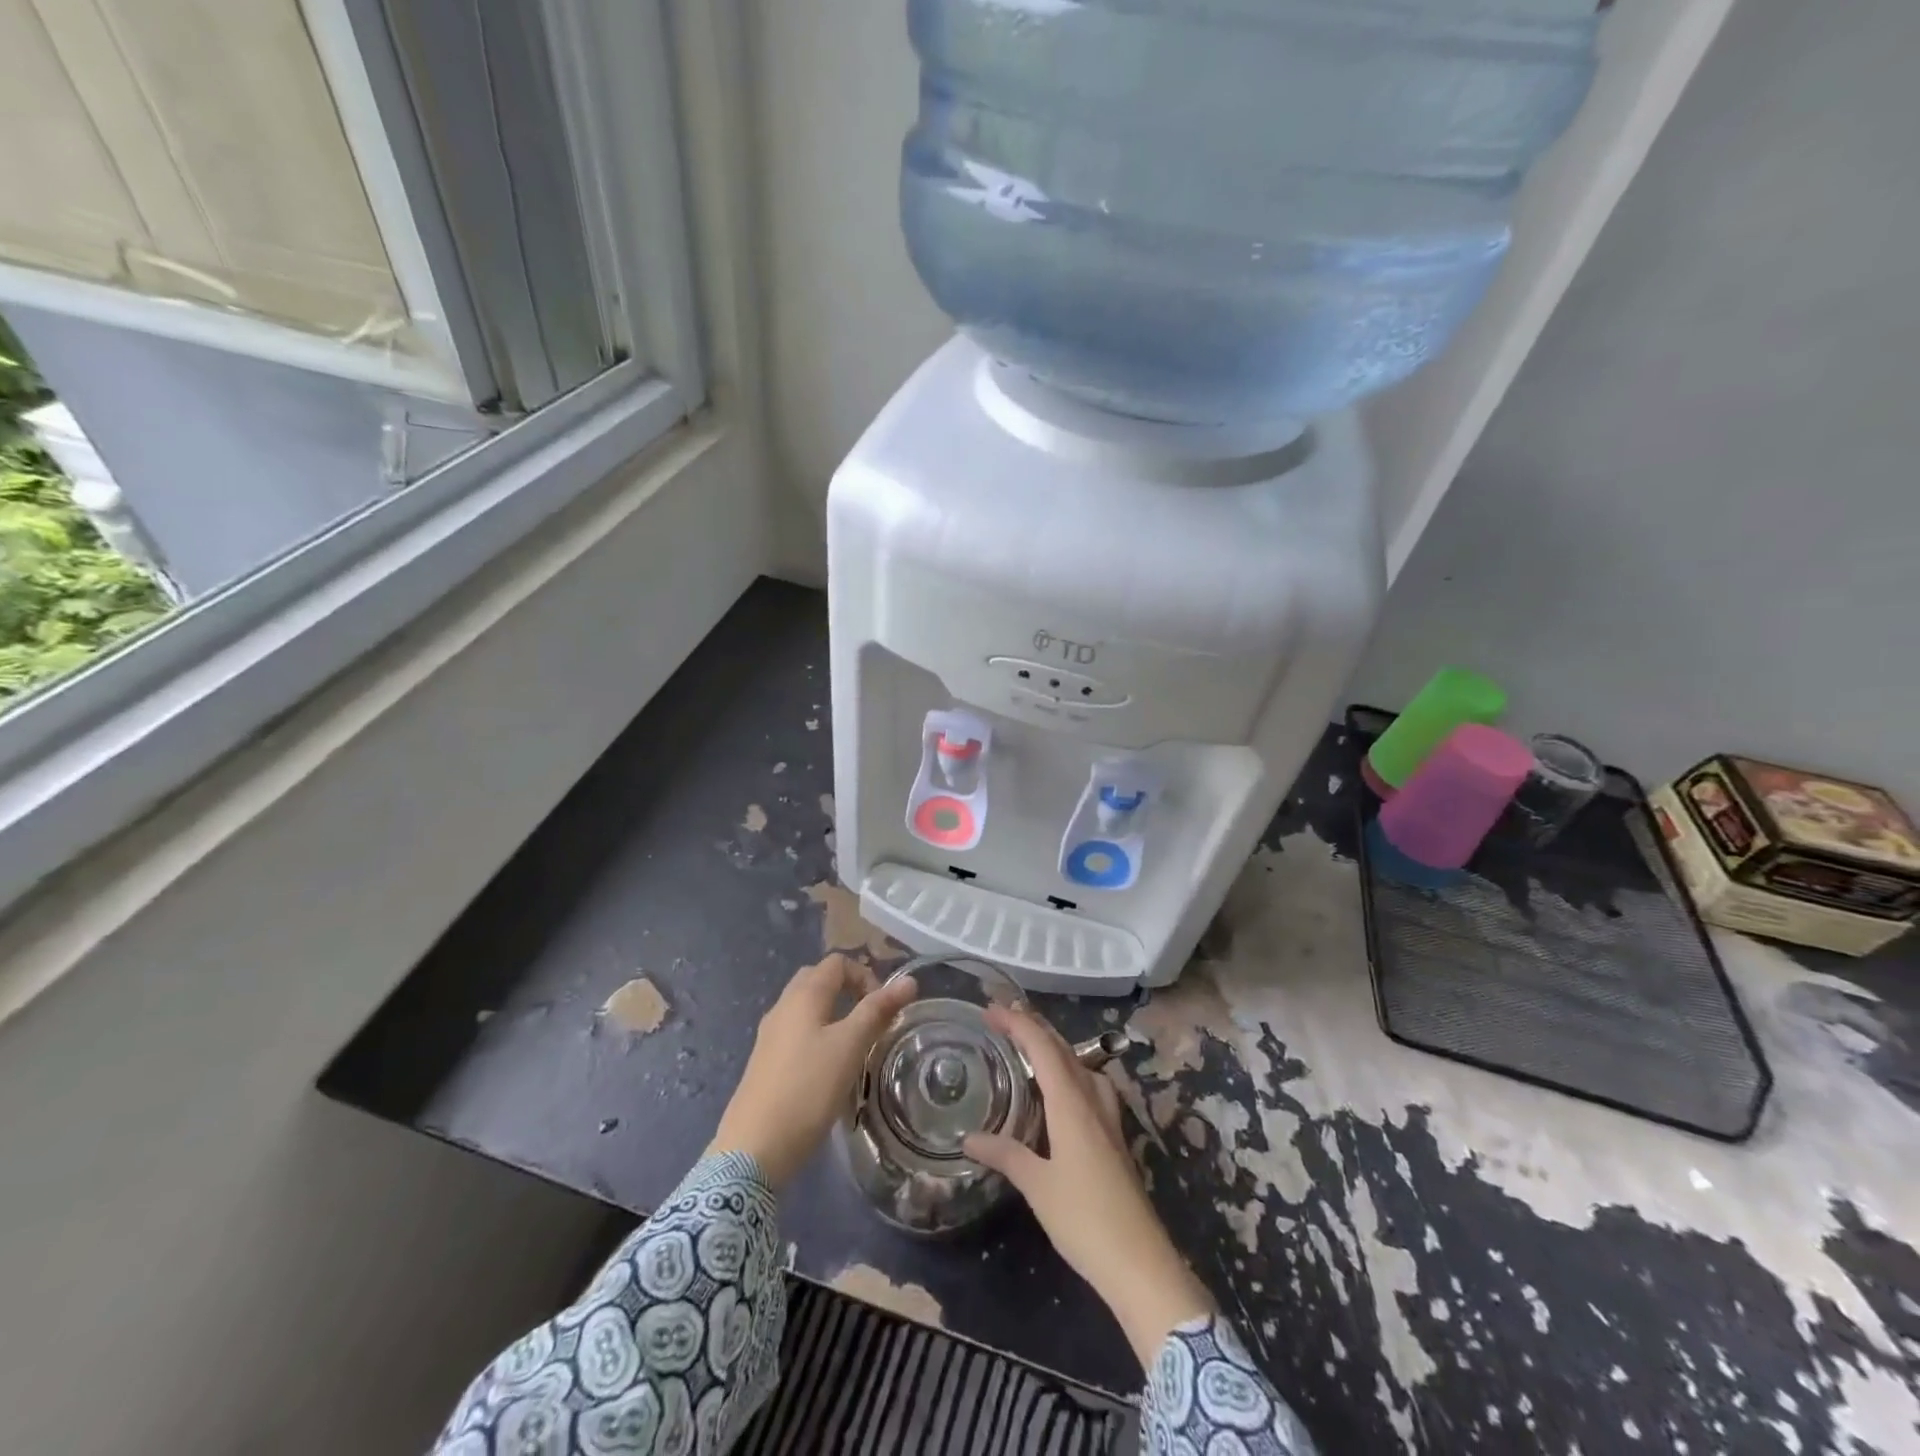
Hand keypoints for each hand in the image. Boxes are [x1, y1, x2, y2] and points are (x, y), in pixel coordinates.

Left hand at [710, 955, 916, 1189]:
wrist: (754, 1148)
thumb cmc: (808, 1088)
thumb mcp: (850, 1046)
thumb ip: (878, 1010)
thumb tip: (909, 981)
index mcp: (803, 995)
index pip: (837, 963)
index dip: (864, 976)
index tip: (882, 1008)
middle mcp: (782, 1007)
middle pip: (817, 980)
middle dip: (847, 990)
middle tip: (869, 1020)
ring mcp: (770, 1035)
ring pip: (805, 1008)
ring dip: (833, 1014)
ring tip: (853, 1045)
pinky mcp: (765, 1062)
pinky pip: (796, 1033)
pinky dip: (817, 1036)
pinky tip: (827, 1068)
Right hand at [964, 1004, 1214, 1368]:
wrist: (1139, 1262)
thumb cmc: (1084, 1219)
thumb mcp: (1037, 1185)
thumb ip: (1005, 1155)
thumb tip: (970, 1137)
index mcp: (1072, 1103)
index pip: (1043, 1048)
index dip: (1018, 1024)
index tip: (991, 1010)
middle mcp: (1092, 1100)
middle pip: (1064, 1050)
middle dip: (1035, 1027)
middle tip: (1005, 1016)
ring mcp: (1108, 1118)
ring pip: (1081, 1065)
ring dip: (1055, 1047)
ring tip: (1030, 1044)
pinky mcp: (1115, 1137)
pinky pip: (1090, 1085)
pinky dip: (1070, 1071)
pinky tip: (1062, 1089)